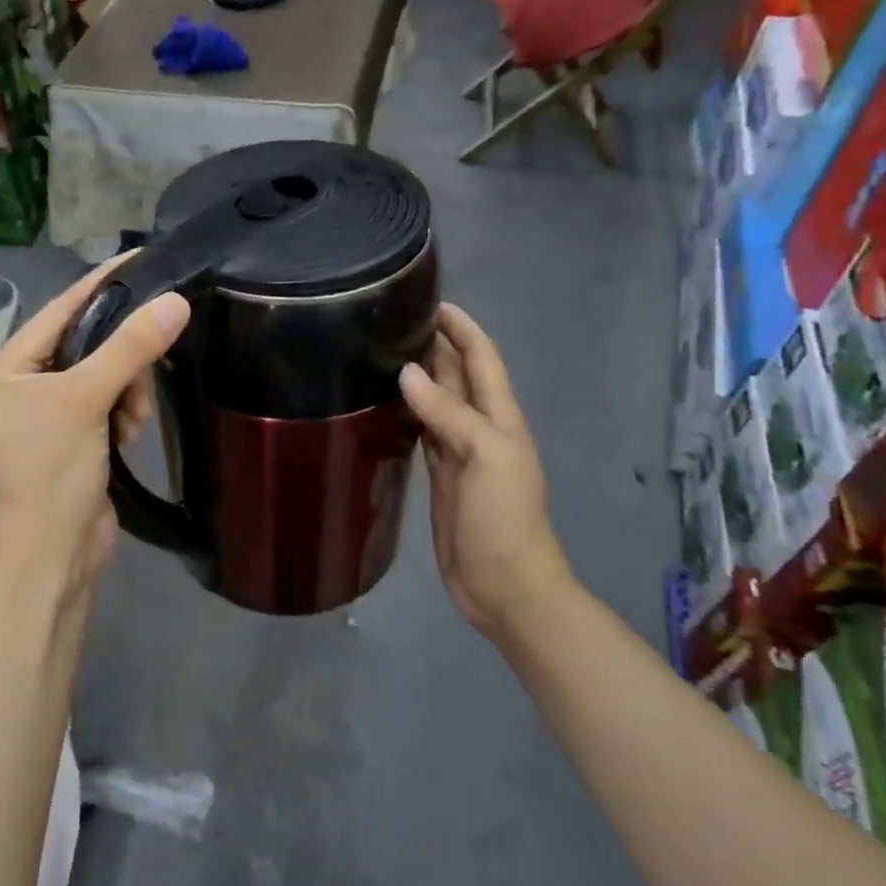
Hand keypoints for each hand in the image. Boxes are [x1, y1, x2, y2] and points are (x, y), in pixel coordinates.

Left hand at [0, 257, 189, 609]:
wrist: (56, 551)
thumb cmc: (54, 471)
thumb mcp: (89, 400)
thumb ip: (131, 348)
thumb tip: (176, 301)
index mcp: (2, 367)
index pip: (59, 310)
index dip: (101, 285)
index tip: (141, 257)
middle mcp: (17, 383)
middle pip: (85, 341)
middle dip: (120, 360)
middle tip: (143, 377)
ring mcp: (44, 411)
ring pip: (102, 371)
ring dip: (126, 391)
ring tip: (130, 422)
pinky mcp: (70, 433)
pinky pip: (106, 399)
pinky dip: (123, 410)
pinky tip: (128, 434)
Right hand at [399, 304, 573, 641]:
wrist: (504, 585)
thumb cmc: (503, 519)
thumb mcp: (485, 457)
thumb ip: (449, 414)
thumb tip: (407, 372)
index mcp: (499, 417)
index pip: (481, 359)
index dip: (462, 328)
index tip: (430, 301)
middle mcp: (479, 428)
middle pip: (456, 376)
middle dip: (433, 345)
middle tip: (390, 321)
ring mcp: (458, 453)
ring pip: (436, 402)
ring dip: (417, 376)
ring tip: (380, 351)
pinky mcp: (439, 476)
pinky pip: (421, 432)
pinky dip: (406, 412)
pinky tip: (383, 403)